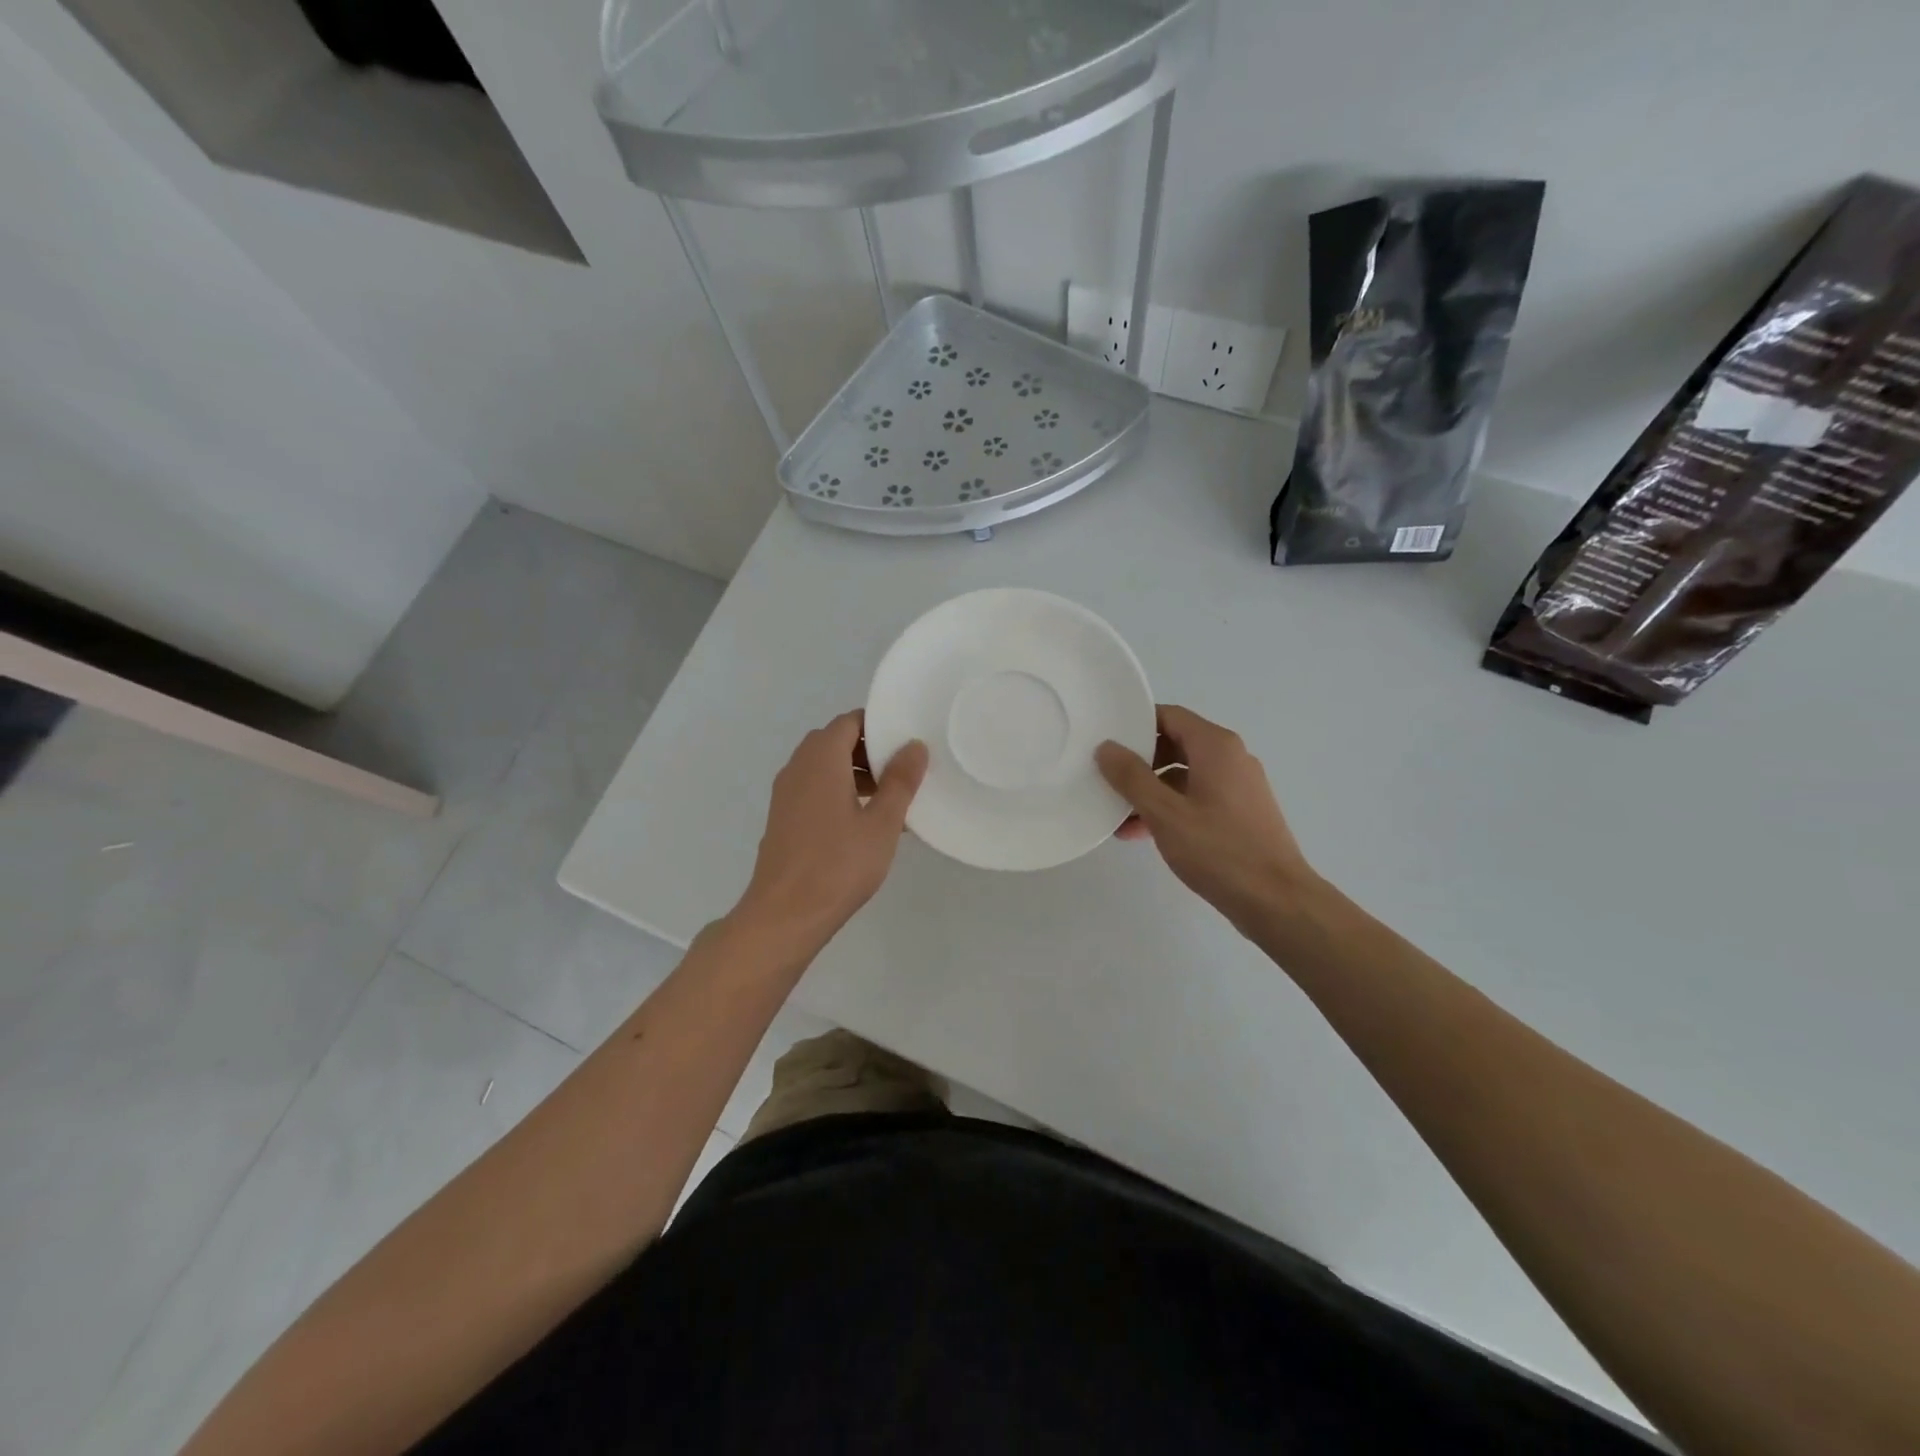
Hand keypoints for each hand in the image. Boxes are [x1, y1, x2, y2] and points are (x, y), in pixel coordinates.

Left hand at [735, 711, 927, 949]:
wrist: (785, 914)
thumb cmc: (838, 865)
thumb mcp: (882, 823)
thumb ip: (900, 781)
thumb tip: (914, 745)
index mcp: (821, 759)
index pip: (849, 722)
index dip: (878, 726)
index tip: (906, 741)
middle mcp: (798, 767)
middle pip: (835, 742)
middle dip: (868, 750)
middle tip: (901, 770)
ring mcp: (785, 794)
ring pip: (823, 767)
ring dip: (854, 773)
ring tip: (888, 799)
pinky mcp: (782, 818)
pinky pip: (813, 789)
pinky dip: (837, 792)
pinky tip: (862, 823)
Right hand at [1095, 704, 1316, 936]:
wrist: (1276, 901)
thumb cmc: (1219, 851)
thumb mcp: (1165, 813)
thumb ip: (1131, 777)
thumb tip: (1106, 748)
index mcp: (1216, 747)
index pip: (1169, 716)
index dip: (1135, 725)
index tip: (1105, 741)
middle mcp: (1230, 758)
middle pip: (1175, 744)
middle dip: (1139, 762)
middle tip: (1107, 779)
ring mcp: (1238, 787)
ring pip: (1183, 775)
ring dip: (1150, 790)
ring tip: (1118, 816)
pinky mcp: (1239, 813)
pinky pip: (1196, 797)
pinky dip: (1170, 807)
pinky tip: (1143, 833)